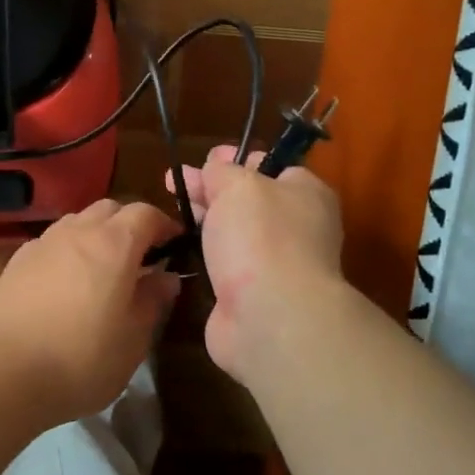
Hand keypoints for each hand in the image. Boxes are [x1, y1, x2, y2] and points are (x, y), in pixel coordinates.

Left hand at [0, 199, 182, 429]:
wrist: (1, 374)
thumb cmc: (80, 361)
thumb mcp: (132, 340)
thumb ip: (152, 301)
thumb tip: (166, 278)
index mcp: (113, 245)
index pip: (145, 214)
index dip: (165, 225)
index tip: (176, 245)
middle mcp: (76, 232)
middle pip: (109, 209)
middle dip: (129, 224)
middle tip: (141, 257)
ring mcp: (41, 244)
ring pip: (77, 222)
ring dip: (96, 235)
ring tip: (103, 270)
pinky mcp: (15, 262)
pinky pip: (51, 243)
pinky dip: (67, 250)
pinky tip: (65, 284)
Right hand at [171, 146, 345, 385]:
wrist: (270, 317)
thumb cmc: (261, 237)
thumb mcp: (239, 185)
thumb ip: (223, 170)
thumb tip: (216, 168)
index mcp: (305, 194)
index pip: (272, 166)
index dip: (237, 158)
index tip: (205, 157)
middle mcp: (296, 227)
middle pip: (248, 199)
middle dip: (211, 188)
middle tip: (173, 181)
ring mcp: (274, 263)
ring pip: (234, 232)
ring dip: (205, 221)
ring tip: (169, 211)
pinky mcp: (251, 293)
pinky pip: (225, 263)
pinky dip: (204, 254)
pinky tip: (180, 247)